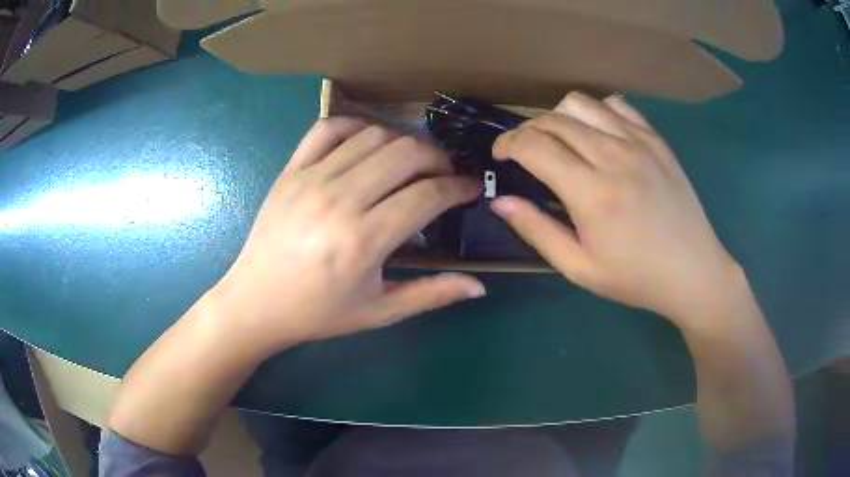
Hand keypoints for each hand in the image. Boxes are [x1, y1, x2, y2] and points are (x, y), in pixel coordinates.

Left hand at [212, 118, 483, 353]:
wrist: (256, 302)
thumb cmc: (318, 313)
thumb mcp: (379, 312)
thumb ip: (431, 294)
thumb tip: (479, 287)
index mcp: (363, 241)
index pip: (428, 194)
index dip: (460, 187)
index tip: (472, 188)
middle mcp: (339, 200)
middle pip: (406, 153)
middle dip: (438, 160)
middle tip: (445, 176)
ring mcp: (311, 179)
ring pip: (373, 135)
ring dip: (403, 143)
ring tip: (411, 164)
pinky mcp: (290, 170)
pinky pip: (328, 128)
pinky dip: (356, 126)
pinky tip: (367, 145)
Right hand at [491, 92, 740, 324]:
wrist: (693, 271)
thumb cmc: (636, 277)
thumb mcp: (580, 268)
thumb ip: (537, 231)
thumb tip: (501, 201)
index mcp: (591, 192)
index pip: (534, 145)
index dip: (508, 144)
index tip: (501, 155)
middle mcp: (613, 156)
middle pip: (553, 119)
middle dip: (528, 131)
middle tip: (526, 152)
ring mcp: (638, 142)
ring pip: (581, 103)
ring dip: (559, 117)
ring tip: (562, 141)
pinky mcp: (656, 140)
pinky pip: (617, 106)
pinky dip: (597, 112)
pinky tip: (599, 134)